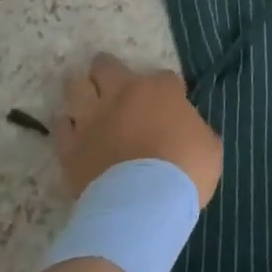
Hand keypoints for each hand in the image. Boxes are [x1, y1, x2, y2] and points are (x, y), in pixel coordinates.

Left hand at [54, 54, 222, 208]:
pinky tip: (73, 130)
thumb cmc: (184, 172)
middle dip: (108, 69)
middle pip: (106, 66)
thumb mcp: (209, 147)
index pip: (165, 77)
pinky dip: (68, 125)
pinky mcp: (71, 146)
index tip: (171, 105)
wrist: (142, 205)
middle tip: (111, 79)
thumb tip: (189, 133)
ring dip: (81, 89)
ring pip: (76, 86)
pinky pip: (61, 125)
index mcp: (159, 90)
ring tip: (85, 95)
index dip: (168, 91)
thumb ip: (196, 131)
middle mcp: (122, 94)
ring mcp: (92, 118)